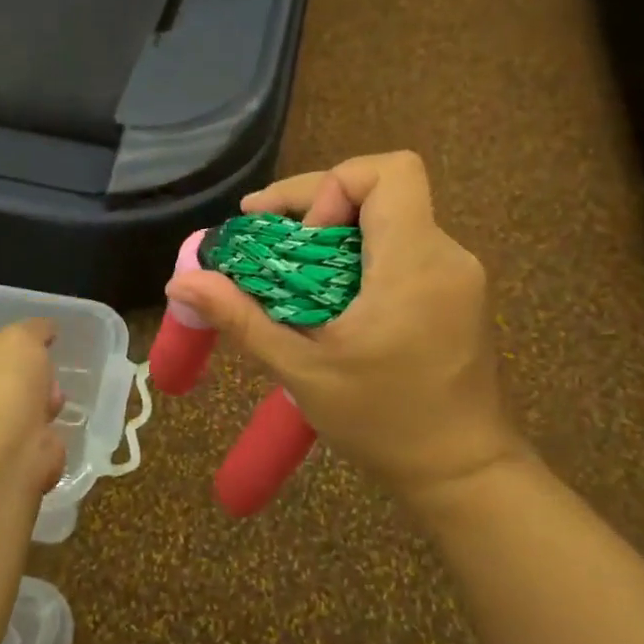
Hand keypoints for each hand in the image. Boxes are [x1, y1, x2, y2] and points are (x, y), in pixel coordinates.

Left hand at [0, 320, 66, 502]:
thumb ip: (36, 328)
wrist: (7, 444)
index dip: (18, 341)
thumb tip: (46, 329)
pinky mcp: (14, 449)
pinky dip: (48, 429)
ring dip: (46, 400)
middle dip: (37, 373)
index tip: (42, 342)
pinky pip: (38, 431)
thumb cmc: (7, 381)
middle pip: (14, 374)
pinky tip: (50, 428)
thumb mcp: (24, 336)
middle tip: (47, 374)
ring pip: (29, 402)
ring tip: (51, 403)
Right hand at [165, 151, 528, 516]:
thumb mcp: (303, 371)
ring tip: (289, 270)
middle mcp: (445, 254)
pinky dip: (359, 254)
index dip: (332, 185)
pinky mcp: (457, 291)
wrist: (463, 472)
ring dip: (335, 231)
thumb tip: (180, 281)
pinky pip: (403, 246)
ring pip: (390, 217)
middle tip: (264, 236)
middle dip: (316, 204)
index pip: (390, 171)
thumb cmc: (384, 423)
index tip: (295, 234)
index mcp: (414, 263)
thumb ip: (242, 318)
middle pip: (382, 189)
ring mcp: (457, 273)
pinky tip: (329, 294)